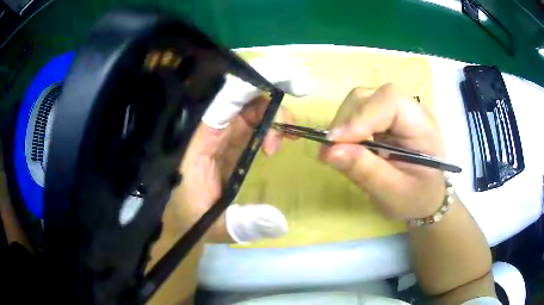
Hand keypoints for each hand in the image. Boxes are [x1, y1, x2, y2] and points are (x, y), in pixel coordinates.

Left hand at [172, 97, 293, 241]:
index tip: (288, 84)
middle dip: (272, 102)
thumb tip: (280, 222)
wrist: (177, 221)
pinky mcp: (228, 144)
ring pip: (250, 109)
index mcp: (197, 141)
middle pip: (242, 99)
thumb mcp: (212, 225)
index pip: (225, 100)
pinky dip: (269, 127)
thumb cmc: (185, 220)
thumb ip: (243, 224)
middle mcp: (208, 131)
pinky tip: (277, 142)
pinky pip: (251, 125)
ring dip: (274, 117)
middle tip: (293, 124)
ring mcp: (219, 136)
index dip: (255, 84)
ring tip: (286, 140)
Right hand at [319, 84, 445, 219]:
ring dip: (342, 125)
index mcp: (421, 125)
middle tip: (331, 152)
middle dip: (345, 122)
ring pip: (359, 102)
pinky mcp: (383, 118)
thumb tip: (329, 151)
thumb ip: (366, 171)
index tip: (334, 143)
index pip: (389, 102)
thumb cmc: (417, 198)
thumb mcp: (393, 193)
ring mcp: (394, 112)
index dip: (359, 117)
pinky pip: (357, 113)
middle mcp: (408, 110)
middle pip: (369, 97)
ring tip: (338, 152)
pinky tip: (346, 147)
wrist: (425, 197)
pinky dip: (345, 129)